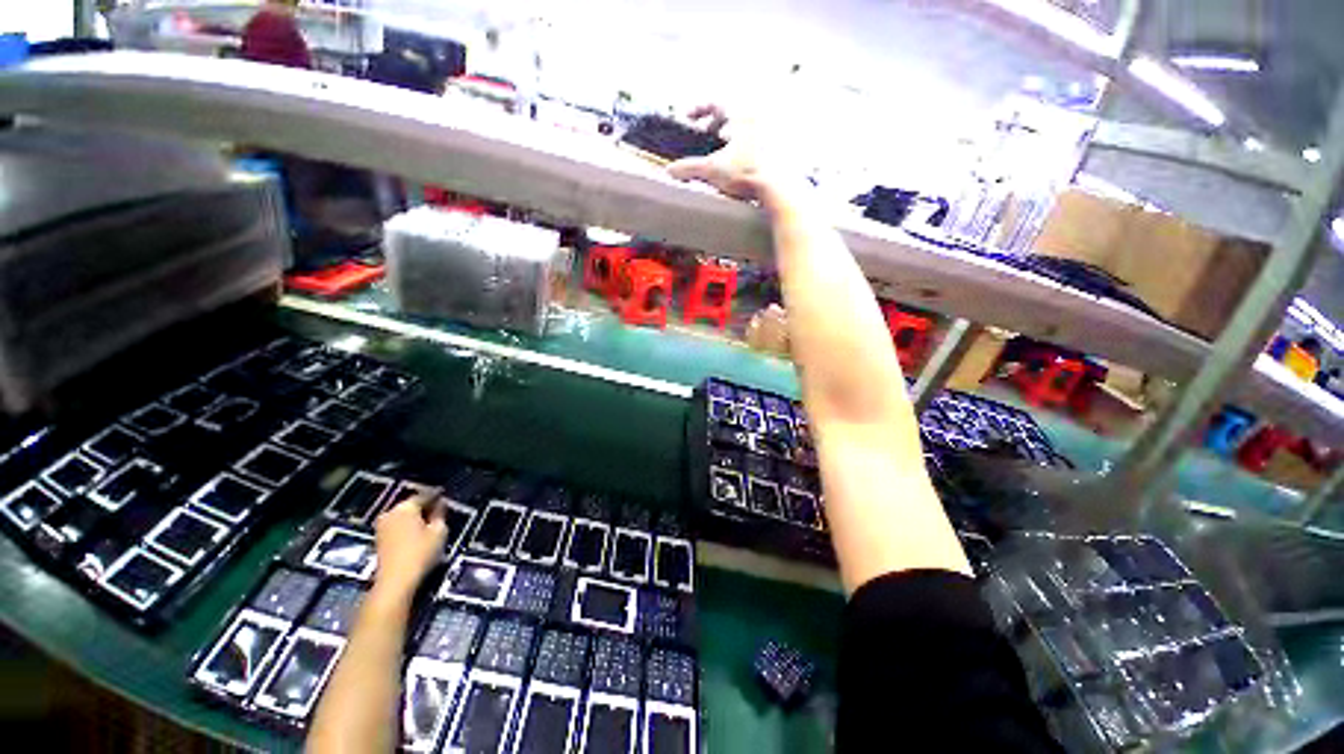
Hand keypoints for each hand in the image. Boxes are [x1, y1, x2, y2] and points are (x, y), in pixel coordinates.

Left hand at [372, 494, 447, 599]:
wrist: (395, 581)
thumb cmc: (421, 552)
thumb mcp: (439, 531)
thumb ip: (440, 514)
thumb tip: (440, 504)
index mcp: (406, 507)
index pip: (425, 495)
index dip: (437, 495)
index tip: (446, 495)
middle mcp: (391, 512)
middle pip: (411, 504)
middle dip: (425, 506)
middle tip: (439, 509)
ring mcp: (382, 526)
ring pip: (403, 515)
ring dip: (415, 517)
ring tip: (429, 521)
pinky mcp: (379, 539)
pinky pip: (397, 525)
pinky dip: (407, 526)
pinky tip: (417, 532)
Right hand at [667, 104, 793, 204]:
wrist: (779, 187)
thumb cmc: (747, 172)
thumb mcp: (712, 169)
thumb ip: (689, 168)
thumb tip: (670, 171)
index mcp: (740, 112)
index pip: (714, 101)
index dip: (697, 109)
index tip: (687, 118)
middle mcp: (757, 116)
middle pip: (730, 113)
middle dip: (714, 125)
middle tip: (703, 139)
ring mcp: (771, 130)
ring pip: (745, 127)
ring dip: (730, 137)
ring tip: (721, 153)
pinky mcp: (779, 147)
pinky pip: (757, 140)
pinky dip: (744, 148)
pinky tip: (739, 165)